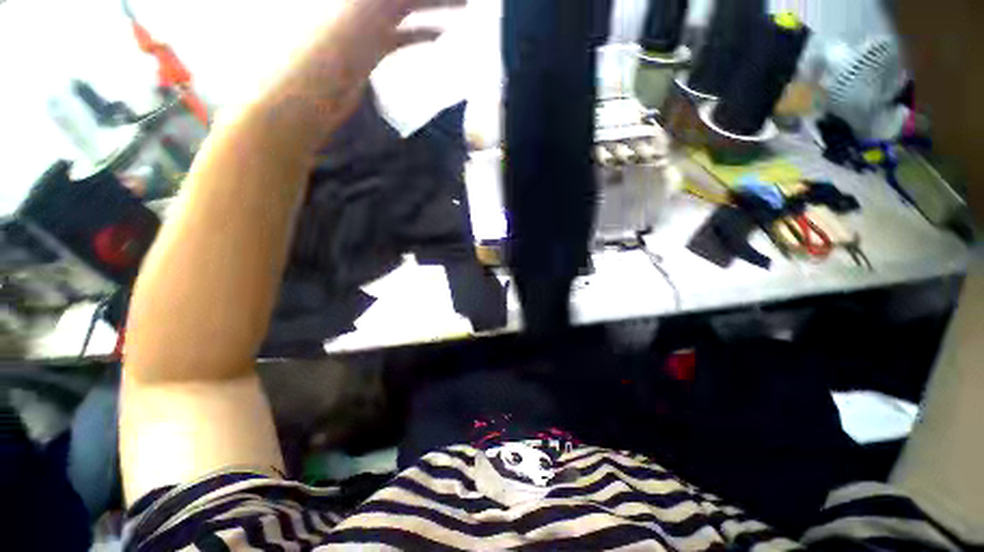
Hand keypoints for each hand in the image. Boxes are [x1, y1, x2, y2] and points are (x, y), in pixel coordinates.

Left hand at [279, 0, 466, 131]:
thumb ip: (389, 2)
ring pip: (409, 6)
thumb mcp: (361, 13)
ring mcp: (368, 21)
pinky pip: (403, 34)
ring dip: (435, 5)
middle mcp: (363, 0)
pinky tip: (440, 36)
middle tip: (467, 0)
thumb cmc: (323, 51)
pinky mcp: (372, 47)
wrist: (306, 97)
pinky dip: (422, 33)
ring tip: (465, 6)